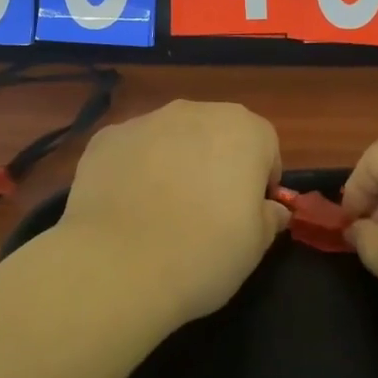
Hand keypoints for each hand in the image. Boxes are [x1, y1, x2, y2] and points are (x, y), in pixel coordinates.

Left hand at [56, 101, 290, 325]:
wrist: (118, 265)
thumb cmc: (204, 253)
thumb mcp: (255, 246)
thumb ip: (268, 217)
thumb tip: (271, 209)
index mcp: (243, 130)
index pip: (264, 146)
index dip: (260, 180)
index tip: (249, 213)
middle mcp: (195, 112)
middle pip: (216, 133)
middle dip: (216, 163)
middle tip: (206, 211)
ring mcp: (145, 120)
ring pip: (170, 138)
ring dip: (173, 162)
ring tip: (160, 212)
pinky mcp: (105, 138)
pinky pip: (131, 150)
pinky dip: (133, 170)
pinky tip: (126, 207)